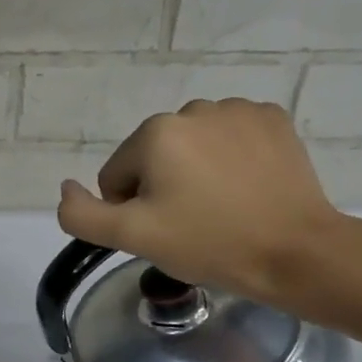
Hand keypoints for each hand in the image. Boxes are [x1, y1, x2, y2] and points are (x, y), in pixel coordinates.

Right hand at [57, 99, 348, 310]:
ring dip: (196, 172)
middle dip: (163, 188)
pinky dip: (231, 160)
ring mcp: (239, 110)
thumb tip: (65, 189)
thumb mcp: (132, 238)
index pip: (117, 176)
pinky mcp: (274, 120)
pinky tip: (247, 189)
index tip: (163, 232)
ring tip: (222, 208)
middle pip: (154, 158)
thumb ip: (83, 215)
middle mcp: (194, 109)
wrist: (296, 252)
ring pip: (193, 147)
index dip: (132, 211)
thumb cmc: (208, 243)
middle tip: (192, 224)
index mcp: (156, 133)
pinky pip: (231, 138)